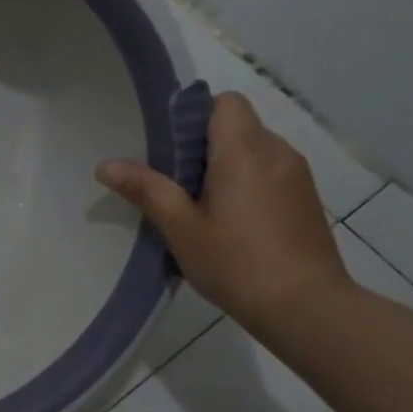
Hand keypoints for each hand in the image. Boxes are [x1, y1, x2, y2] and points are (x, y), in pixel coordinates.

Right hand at [96, 92, 351, 330]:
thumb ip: (145, 189)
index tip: (171, 149)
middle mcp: (277, 152)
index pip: (225, 102)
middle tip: (176, 185)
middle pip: (236, 125)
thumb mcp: (180, 227)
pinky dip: (245, 184)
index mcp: (245, 151)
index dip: (195, 115)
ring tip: (201, 207)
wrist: (307, 309)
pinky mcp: (306, 199)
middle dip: (203, 145)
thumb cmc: (237, 262)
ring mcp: (297, 176)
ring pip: (252, 150)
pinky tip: (231, 223)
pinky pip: (268, 172)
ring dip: (224, 166)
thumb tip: (105, 165)